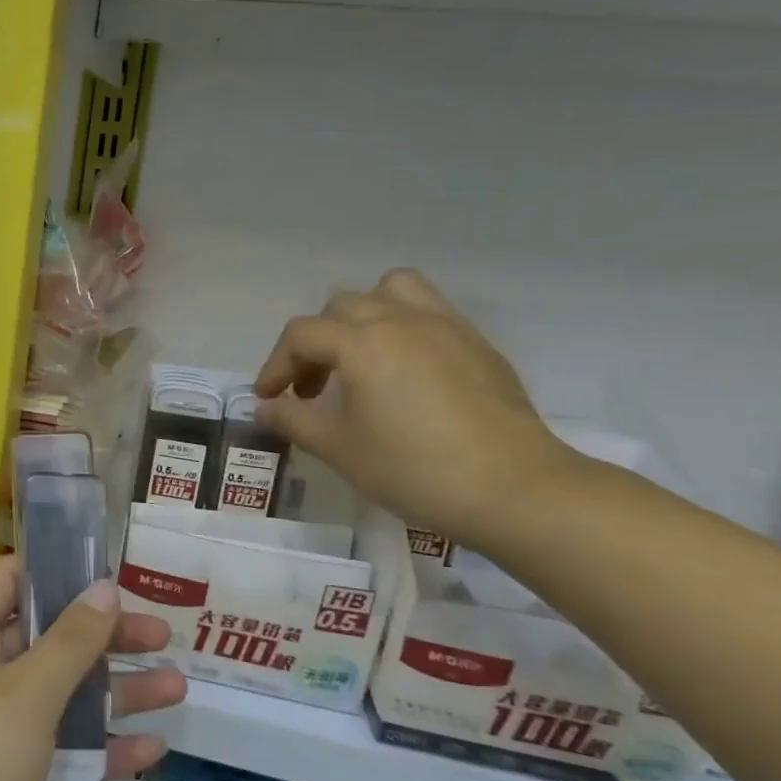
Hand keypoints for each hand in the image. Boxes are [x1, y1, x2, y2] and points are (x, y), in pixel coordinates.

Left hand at [0, 558, 184, 780]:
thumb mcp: (27, 694)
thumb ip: (70, 641)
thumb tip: (104, 586)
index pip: (6, 581)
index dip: (54, 569)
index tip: (107, 571)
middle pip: (43, 640)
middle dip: (101, 638)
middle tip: (160, 634)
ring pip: (56, 697)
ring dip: (112, 692)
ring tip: (176, 687)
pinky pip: (54, 749)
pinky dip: (97, 747)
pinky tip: (150, 750)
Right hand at [254, 269, 578, 548]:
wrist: (514, 489)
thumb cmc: (414, 469)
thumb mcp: (340, 449)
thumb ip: (294, 420)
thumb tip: (265, 407)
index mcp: (362, 343)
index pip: (301, 334)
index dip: (276, 365)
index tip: (269, 399)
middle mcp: (401, 320)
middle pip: (340, 307)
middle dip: (314, 344)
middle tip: (311, 390)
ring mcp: (446, 326)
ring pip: (391, 291)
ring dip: (363, 316)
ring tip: (359, 358)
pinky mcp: (477, 344)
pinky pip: (429, 311)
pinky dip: (403, 327)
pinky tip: (405, 373)